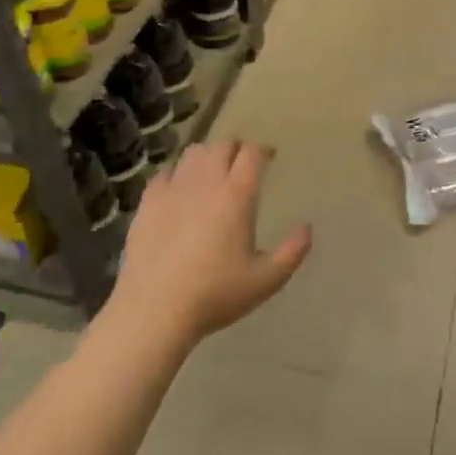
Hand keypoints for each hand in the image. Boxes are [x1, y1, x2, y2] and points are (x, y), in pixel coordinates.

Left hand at [110, 140, 312, 344]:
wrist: (154, 310)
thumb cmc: (215, 294)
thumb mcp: (266, 280)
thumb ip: (292, 252)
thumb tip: (307, 228)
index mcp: (236, 195)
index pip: (252, 153)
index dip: (263, 150)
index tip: (270, 157)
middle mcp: (205, 182)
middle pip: (222, 145)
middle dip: (236, 148)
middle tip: (243, 163)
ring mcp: (173, 189)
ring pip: (193, 152)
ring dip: (208, 155)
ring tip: (213, 171)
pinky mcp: (148, 202)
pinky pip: (165, 171)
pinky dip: (178, 171)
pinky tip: (180, 187)